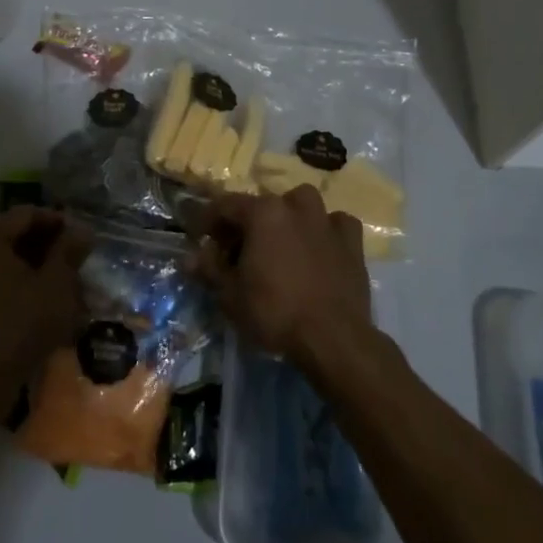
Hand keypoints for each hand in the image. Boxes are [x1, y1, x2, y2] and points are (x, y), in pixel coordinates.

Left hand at [0, 207, 89, 396]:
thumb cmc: (20, 324)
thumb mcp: (56, 285)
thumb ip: (68, 251)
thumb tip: (81, 231)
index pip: (28, 214)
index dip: (59, 222)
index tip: (83, 238)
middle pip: (12, 233)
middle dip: (45, 244)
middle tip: (74, 259)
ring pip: (1, 256)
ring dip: (30, 263)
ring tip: (59, 280)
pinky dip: (13, 280)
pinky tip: (36, 297)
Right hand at [194, 186, 371, 365]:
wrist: (333, 338)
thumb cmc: (274, 312)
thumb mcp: (230, 295)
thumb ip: (210, 269)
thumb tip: (190, 258)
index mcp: (263, 212)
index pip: (225, 205)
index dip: (208, 220)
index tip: (199, 237)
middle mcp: (295, 206)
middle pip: (263, 205)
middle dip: (245, 223)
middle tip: (236, 250)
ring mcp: (327, 221)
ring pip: (301, 205)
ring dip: (287, 217)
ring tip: (279, 242)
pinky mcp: (352, 242)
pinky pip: (335, 224)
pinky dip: (324, 230)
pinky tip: (319, 247)